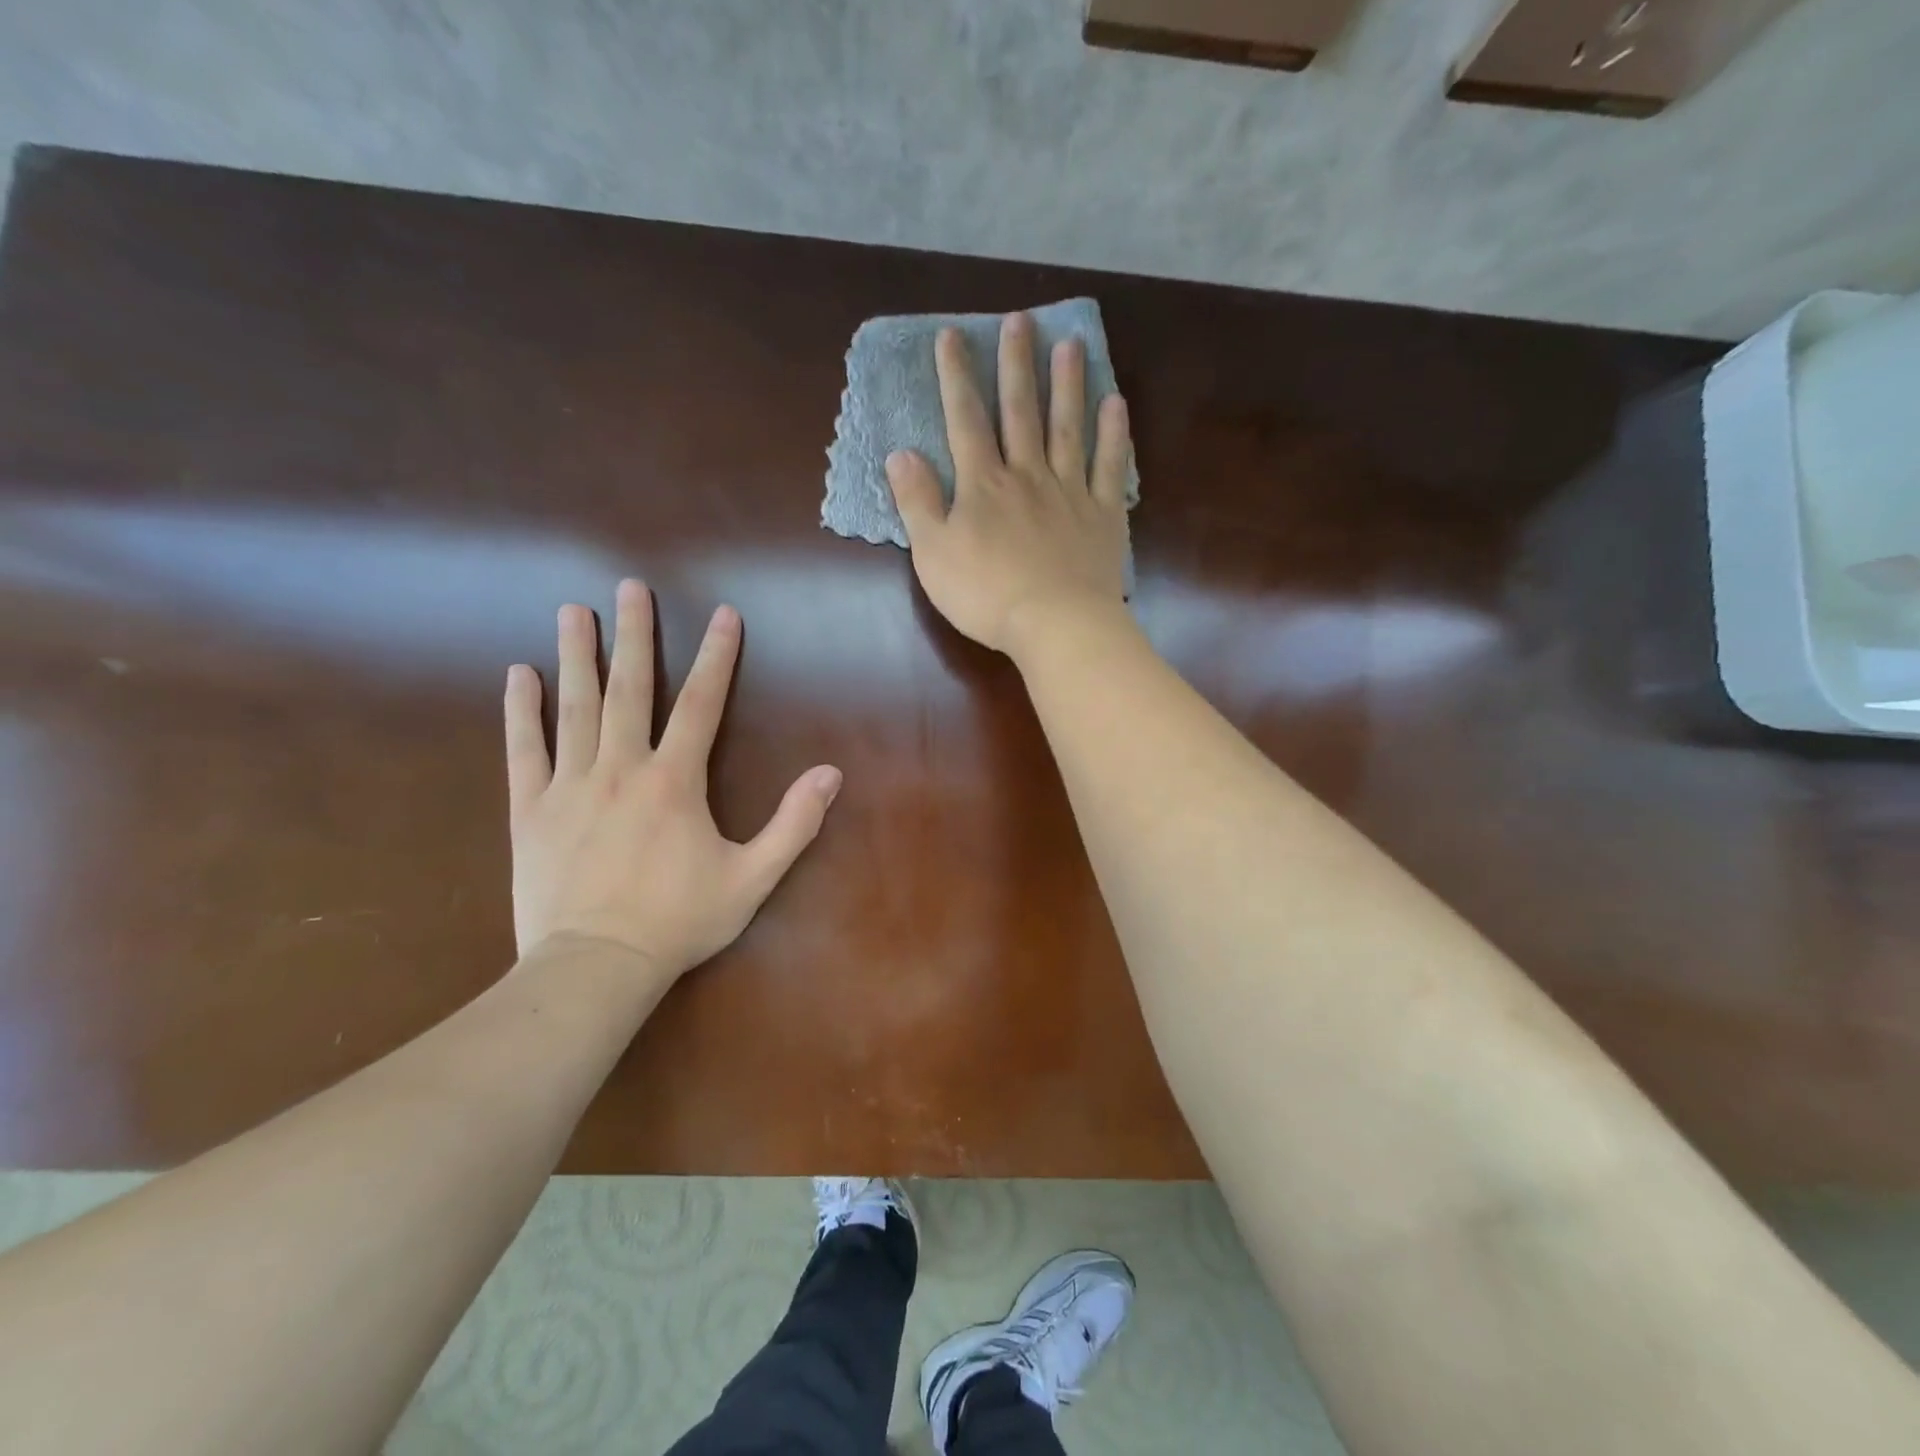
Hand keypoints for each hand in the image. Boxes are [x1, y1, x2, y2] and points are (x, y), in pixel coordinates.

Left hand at [505, 580, 841, 983]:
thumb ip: (794, 824)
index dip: (716, 656)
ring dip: (576, 656)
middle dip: (634, 634)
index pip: (701, 704)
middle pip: (629, 689)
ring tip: (572, 610)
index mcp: (675, 781)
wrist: (595, 965)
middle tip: (630, 587)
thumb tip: (831, 774)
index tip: (723, 614)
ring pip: (574, 708)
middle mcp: (621, 768)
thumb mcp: (753, 877)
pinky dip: (520, 711)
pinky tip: (518, 674)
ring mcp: (570, 785)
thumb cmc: (679, 921)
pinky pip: (524, 750)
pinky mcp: (530, 809)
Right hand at [884, 312, 1133, 654]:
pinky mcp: (1103, 515)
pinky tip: (1114, 403)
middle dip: (1016, 365)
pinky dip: (1113, 434)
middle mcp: (1028, 475)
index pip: (965, 420)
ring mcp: (1070, 492)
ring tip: (1070, 344)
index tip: (952, 336)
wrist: (1056, 624)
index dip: (957, 377)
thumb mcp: (933, 554)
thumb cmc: (986, 595)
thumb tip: (901, 454)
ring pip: (1068, 427)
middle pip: (1021, 411)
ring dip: (1067, 384)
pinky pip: (1109, 466)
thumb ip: (917, 502)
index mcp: (983, 485)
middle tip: (1020, 321)